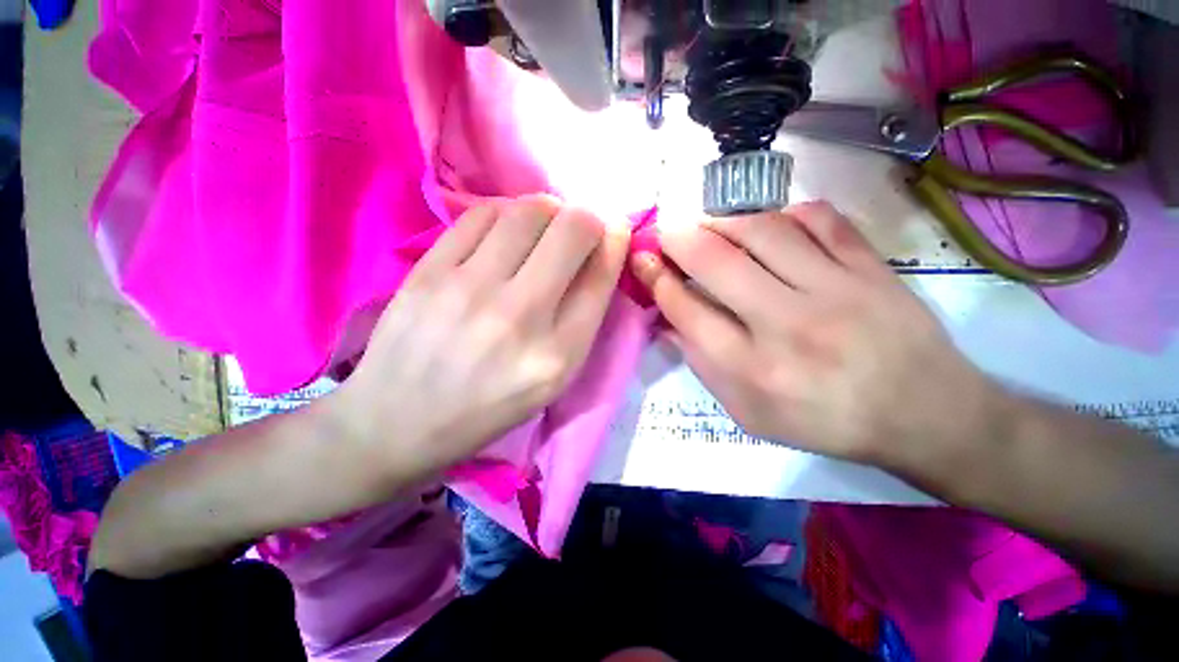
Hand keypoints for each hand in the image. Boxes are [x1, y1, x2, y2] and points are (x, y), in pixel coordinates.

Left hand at [333, 195, 629, 480]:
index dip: (615, 242)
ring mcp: (469, 289)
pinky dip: (505, 214)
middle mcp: (520, 316)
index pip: (602, 275)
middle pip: (573, 229)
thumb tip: (602, 253)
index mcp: (558, 355)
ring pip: (529, 210)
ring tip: (541, 231)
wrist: (399, 419)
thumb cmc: (488, 406)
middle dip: (587, 220)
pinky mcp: (429, 271)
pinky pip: (482, 214)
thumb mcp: (552, 380)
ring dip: (548, 211)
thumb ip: (582, 320)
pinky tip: (503, 234)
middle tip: (576, 232)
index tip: (614, 231)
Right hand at [631, 201, 994, 466]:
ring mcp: (835, 289)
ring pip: (762, 229)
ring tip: (707, 223)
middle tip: (665, 230)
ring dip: (722, 220)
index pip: (686, 309)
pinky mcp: (871, 267)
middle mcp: (786, 324)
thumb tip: (669, 323)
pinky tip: (770, 223)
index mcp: (752, 368)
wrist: (924, 414)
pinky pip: (820, 219)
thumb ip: (704, 367)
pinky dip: (784, 212)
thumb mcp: (749, 413)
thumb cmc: (825, 422)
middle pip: (715, 261)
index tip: (643, 259)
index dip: (656, 279)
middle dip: (677, 238)